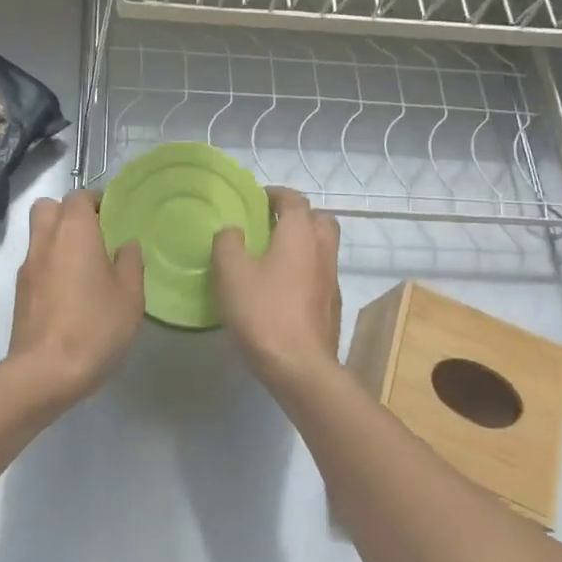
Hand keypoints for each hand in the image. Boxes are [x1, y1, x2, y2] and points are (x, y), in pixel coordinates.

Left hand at [7, 190, 145, 408]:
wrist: (45, 371)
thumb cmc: (95, 325)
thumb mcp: (130, 295)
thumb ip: (130, 262)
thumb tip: (126, 245)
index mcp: (74, 231)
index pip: (79, 196)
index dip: (95, 202)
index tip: (112, 217)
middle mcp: (45, 240)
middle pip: (48, 208)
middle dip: (69, 213)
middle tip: (94, 235)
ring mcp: (27, 266)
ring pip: (39, 235)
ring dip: (58, 240)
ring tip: (84, 266)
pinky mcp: (20, 292)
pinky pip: (36, 263)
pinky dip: (51, 265)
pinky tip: (70, 293)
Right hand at [213, 187, 341, 389]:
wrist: (301, 367)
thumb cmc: (263, 312)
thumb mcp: (231, 273)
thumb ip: (228, 243)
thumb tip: (233, 231)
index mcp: (299, 234)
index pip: (294, 200)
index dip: (276, 194)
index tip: (257, 198)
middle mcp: (322, 251)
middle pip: (319, 220)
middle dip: (298, 216)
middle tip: (271, 224)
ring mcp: (331, 280)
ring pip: (323, 248)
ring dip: (304, 244)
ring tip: (273, 256)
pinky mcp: (332, 307)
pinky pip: (320, 274)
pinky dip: (305, 270)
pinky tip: (282, 288)